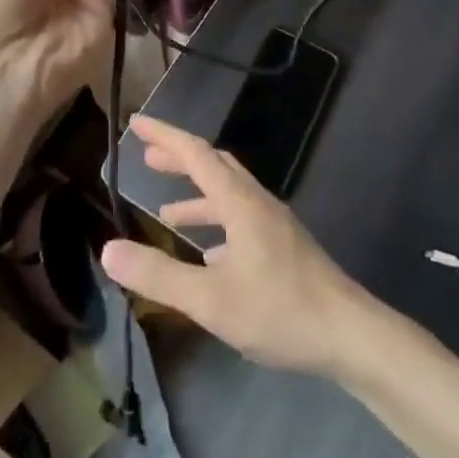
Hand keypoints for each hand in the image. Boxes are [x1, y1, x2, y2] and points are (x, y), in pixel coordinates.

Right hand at [99, 116, 370, 377]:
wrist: (349, 334)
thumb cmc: (279, 310)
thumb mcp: (210, 300)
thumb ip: (158, 275)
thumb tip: (108, 249)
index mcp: (239, 202)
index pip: (195, 153)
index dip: (164, 135)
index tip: (136, 122)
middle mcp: (257, 202)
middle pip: (214, 166)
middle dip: (179, 159)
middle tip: (147, 157)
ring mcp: (274, 224)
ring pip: (228, 194)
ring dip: (196, 195)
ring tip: (165, 211)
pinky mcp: (284, 246)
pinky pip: (241, 219)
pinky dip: (216, 223)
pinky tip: (207, 254)